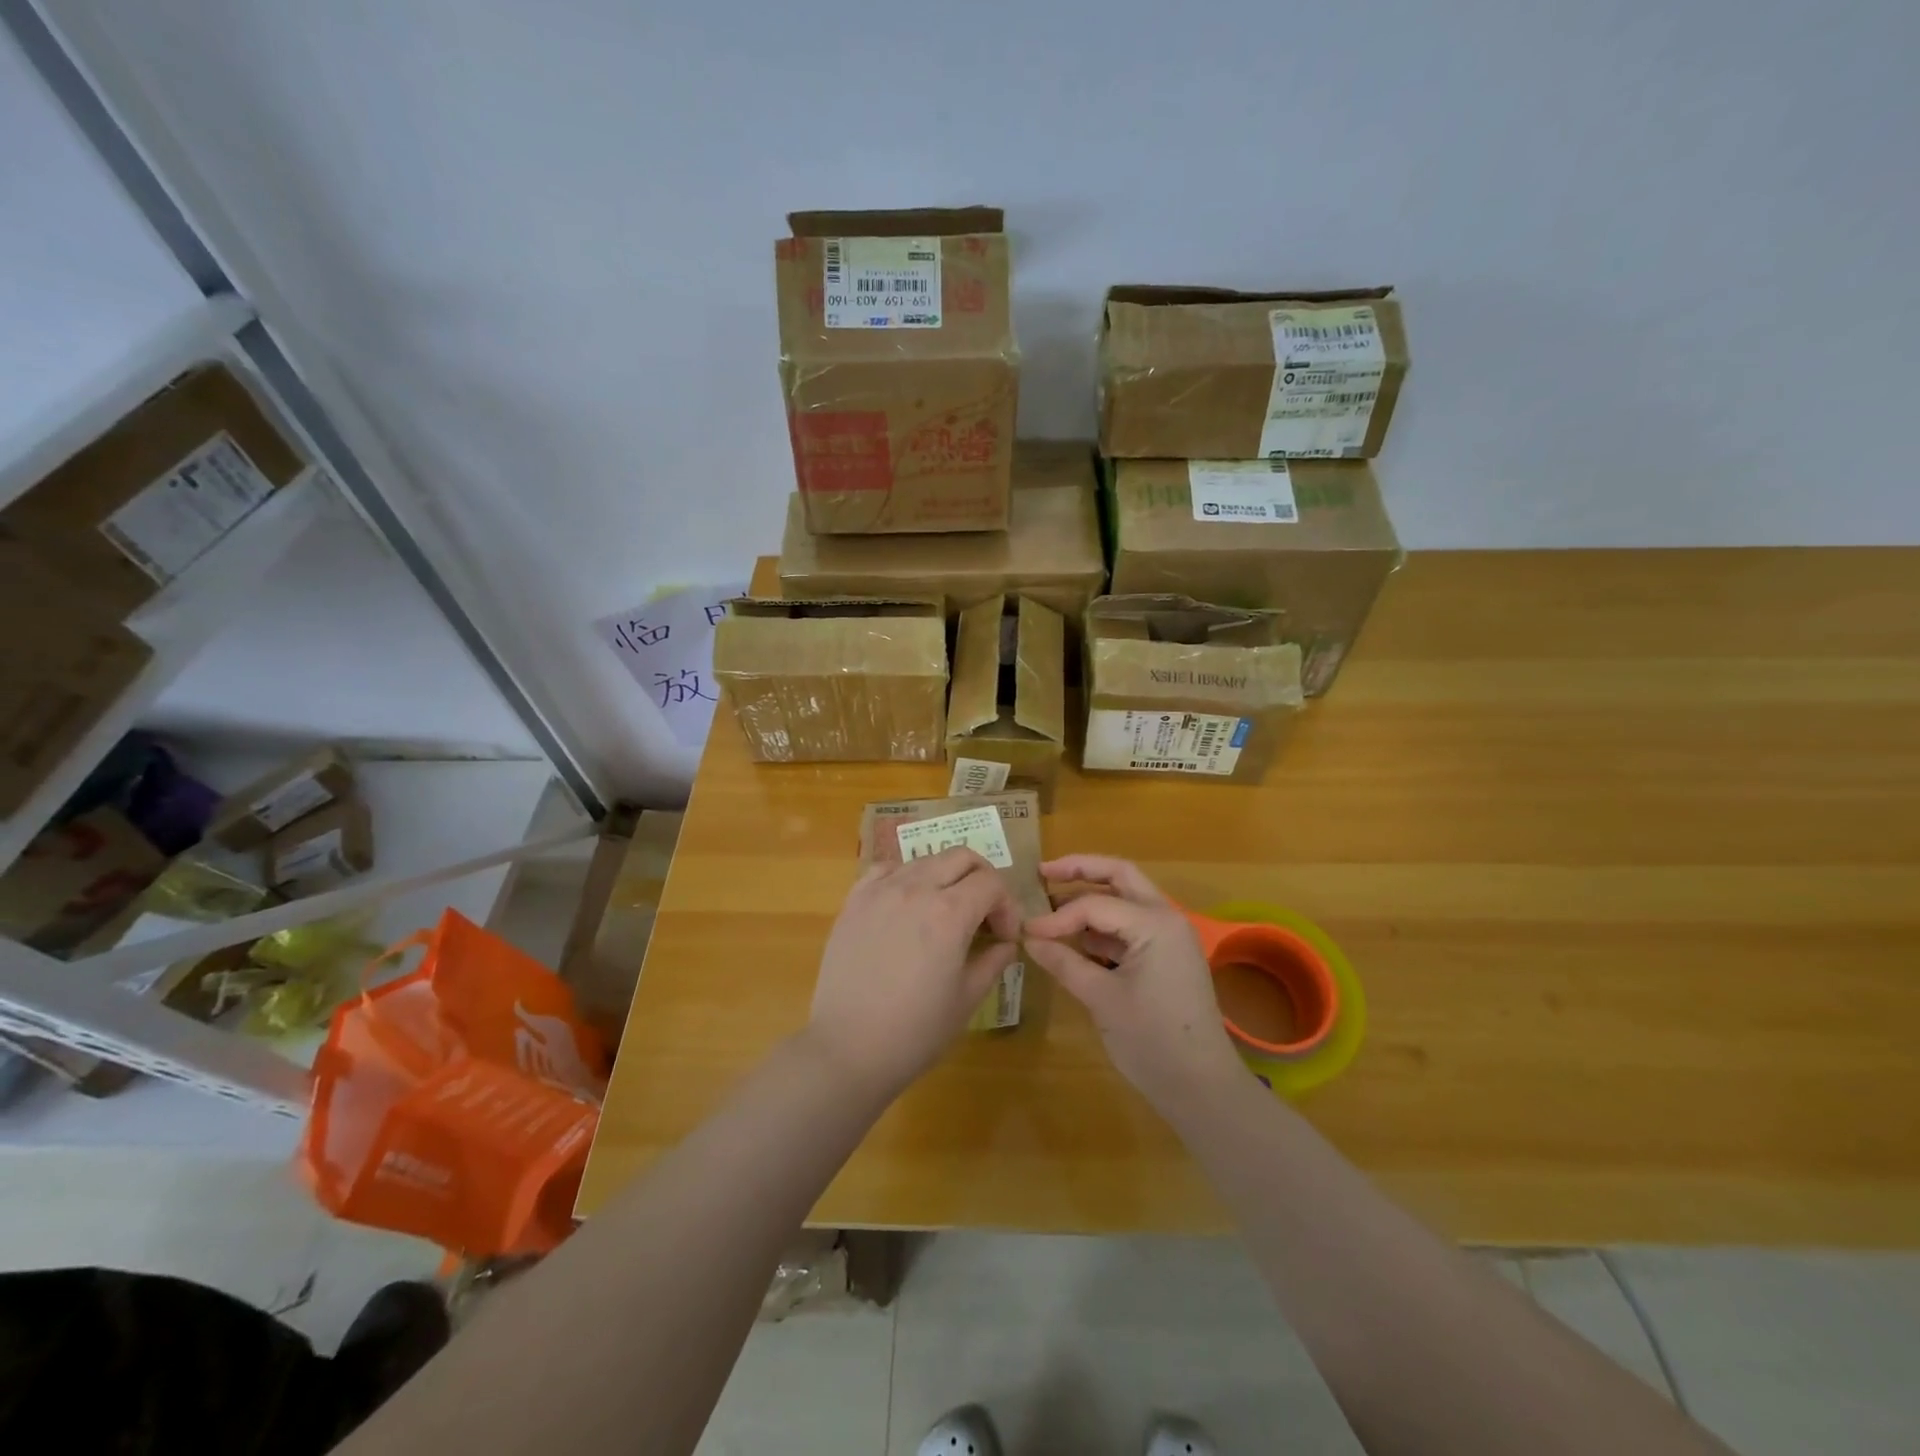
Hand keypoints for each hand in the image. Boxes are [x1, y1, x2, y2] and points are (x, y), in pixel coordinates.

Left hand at [804, 847, 1020, 1100]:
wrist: (848, 1049)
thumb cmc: (915, 1031)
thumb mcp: (967, 999)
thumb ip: (993, 962)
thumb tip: (1006, 944)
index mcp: (949, 913)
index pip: (991, 883)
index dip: (1007, 906)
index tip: (1004, 936)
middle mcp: (916, 889)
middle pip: (961, 857)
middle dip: (982, 879)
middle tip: (984, 914)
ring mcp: (880, 890)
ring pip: (925, 860)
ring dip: (945, 877)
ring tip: (944, 912)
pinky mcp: (854, 901)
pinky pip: (886, 869)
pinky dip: (906, 877)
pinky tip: (906, 905)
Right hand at [1022, 855, 1243, 1114]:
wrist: (1202, 1087)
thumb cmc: (1151, 1041)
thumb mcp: (1101, 998)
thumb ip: (1064, 962)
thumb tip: (1028, 938)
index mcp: (1155, 923)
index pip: (1095, 904)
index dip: (1057, 916)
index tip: (1026, 931)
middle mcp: (1166, 918)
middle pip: (1119, 876)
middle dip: (1080, 870)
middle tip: (1042, 872)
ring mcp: (1170, 936)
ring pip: (1126, 898)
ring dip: (1091, 897)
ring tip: (1052, 905)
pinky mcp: (1166, 956)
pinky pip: (1131, 926)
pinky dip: (1103, 925)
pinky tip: (1076, 939)